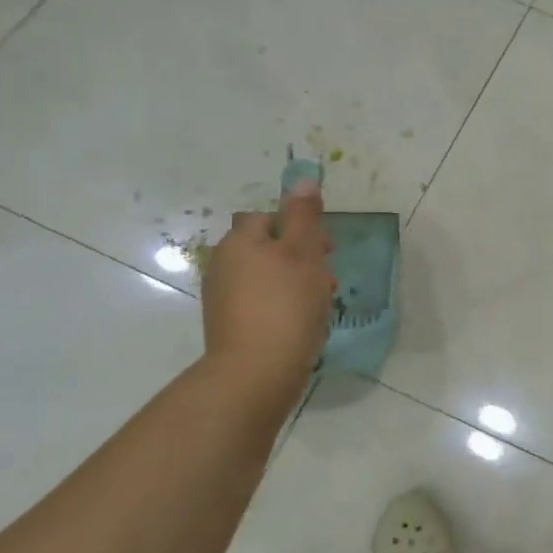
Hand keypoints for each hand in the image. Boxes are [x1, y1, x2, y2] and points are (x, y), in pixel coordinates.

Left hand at [198, 182, 335, 393]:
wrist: (256, 373)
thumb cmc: (285, 304)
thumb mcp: (302, 252)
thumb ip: (304, 215)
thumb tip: (303, 179)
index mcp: (239, 242)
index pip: (267, 218)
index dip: (297, 227)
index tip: (324, 248)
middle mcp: (224, 265)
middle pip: (268, 248)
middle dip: (301, 258)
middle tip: (327, 278)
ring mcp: (224, 299)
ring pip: (268, 278)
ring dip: (296, 283)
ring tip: (320, 304)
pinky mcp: (232, 327)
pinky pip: (263, 304)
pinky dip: (284, 307)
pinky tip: (303, 324)